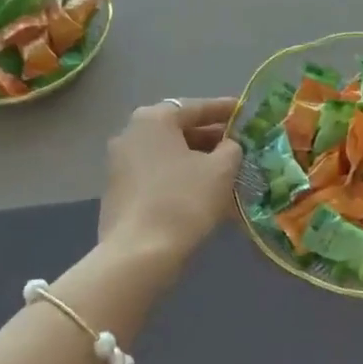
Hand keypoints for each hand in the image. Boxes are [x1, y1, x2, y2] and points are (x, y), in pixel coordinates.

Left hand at [97, 98, 243, 267]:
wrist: (138, 255)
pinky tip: (202, 194)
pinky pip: (157, 176)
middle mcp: (131, 133)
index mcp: (154, 119)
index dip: (224, 110)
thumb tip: (228, 145)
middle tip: (238, 146)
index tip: (244, 112)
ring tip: (226, 173)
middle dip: (210, 139)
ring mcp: (119, 164)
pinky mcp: (117, 192)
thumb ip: (231, 148)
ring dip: (197, 162)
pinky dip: (180, 179)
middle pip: (179, 131)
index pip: (196, 108)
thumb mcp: (220, 170)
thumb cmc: (183, 201)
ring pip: (168, 155)